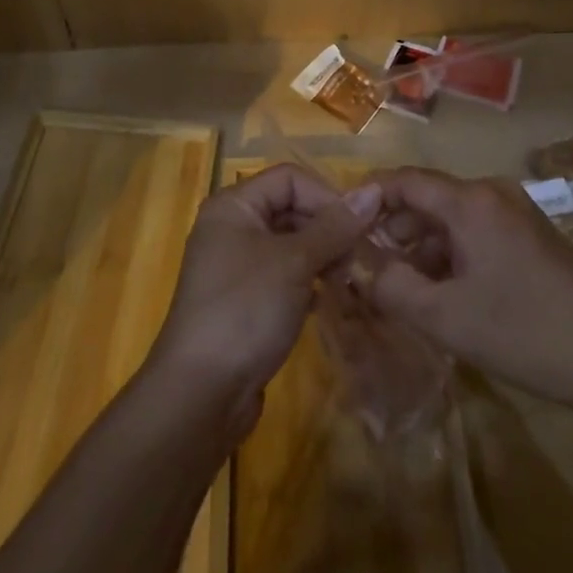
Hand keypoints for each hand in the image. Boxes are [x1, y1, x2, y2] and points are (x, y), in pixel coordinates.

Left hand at [148, 164, 380, 439]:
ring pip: (289, 244)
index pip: (289, 178)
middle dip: (326, 228)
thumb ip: (334, 226)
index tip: (359, 227)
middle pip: (289, 208)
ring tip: (349, 280)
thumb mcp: (294, 263)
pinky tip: (329, 301)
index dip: (326, 196)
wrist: (200, 394)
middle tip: (359, 258)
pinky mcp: (244, 301)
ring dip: (321, 257)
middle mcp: (231, 227)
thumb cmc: (245, 310)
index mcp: (233, 206)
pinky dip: (307, 282)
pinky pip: (283, 276)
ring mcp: (235, 266)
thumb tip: (372, 190)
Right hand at [368, 167, 572, 406]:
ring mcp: (517, 212)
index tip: (342, 223)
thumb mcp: (445, 318)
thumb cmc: (522, 332)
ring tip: (404, 286)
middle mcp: (493, 193)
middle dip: (395, 229)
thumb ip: (392, 287)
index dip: (369, 196)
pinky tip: (445, 291)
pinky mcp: (532, 235)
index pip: (405, 180)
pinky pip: (477, 231)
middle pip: (429, 198)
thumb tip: (360, 267)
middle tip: (369, 265)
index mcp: (471, 201)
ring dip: (424, 246)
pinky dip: (453, 253)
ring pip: (453, 217)